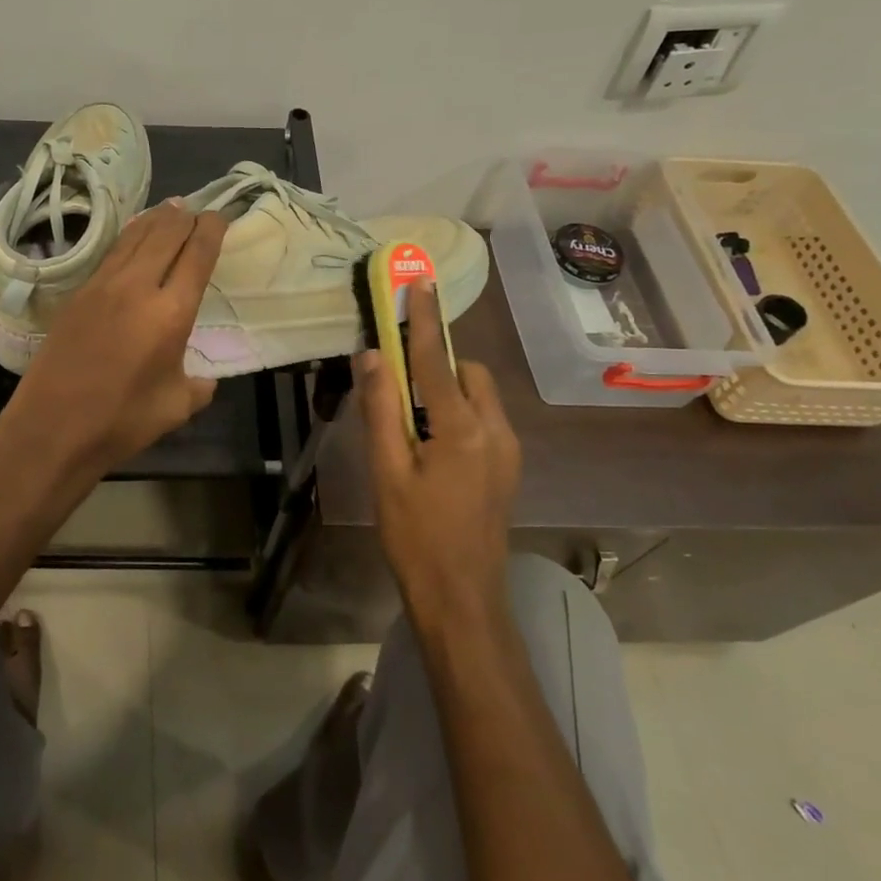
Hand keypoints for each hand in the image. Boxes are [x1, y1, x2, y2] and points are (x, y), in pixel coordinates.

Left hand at [3, 201, 226, 477]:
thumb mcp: (175, 407)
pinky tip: (133, 234)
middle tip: (198, 211)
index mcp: (171, 313)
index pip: (197, 254)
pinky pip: (111, 252)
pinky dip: (129, 236)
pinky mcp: (78, 294)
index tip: (220, 217)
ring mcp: (103, 286)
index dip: (212, 230)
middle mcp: (138, 287)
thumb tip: (203, 380)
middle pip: (166, 234)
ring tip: (171, 208)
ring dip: (157, 220)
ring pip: (135, 237)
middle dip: (186, 218)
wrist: (52, 427)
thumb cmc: (121, 421)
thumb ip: (197, 387)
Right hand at [356, 280, 521, 627]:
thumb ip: (380, 410)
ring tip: (410, 424)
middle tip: (398, 385)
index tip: (421, 282)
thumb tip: (372, 356)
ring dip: (446, 390)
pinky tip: (431, 447)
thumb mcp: (386, 472)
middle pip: (467, 373)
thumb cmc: (416, 536)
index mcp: (462, 430)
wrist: (463, 599)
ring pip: (478, 396)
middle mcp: (495, 431)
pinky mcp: (508, 468)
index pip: (436, 360)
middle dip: (436, 364)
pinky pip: (483, 420)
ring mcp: (508, 451)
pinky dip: (457, 413)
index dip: (425, 318)